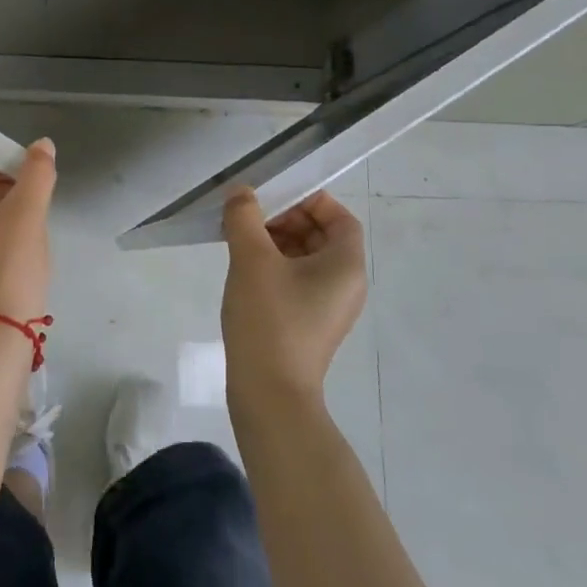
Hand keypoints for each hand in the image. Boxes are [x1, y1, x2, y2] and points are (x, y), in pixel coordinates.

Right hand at [220, 187, 367, 409]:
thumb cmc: (270, 320)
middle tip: (249, 217)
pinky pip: (296, 283)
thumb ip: (245, 218)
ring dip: (276, 243)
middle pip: (322, 237)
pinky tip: (243, 271)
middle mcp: (345, 285)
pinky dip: (274, 268)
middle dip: (286, 220)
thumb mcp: (252, 260)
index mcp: (346, 266)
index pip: (340, 218)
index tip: (274, 197)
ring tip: (239, 241)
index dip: (310, 201)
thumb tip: (241, 193)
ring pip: (306, 260)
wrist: (270, 394)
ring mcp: (327, 308)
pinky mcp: (308, 325)